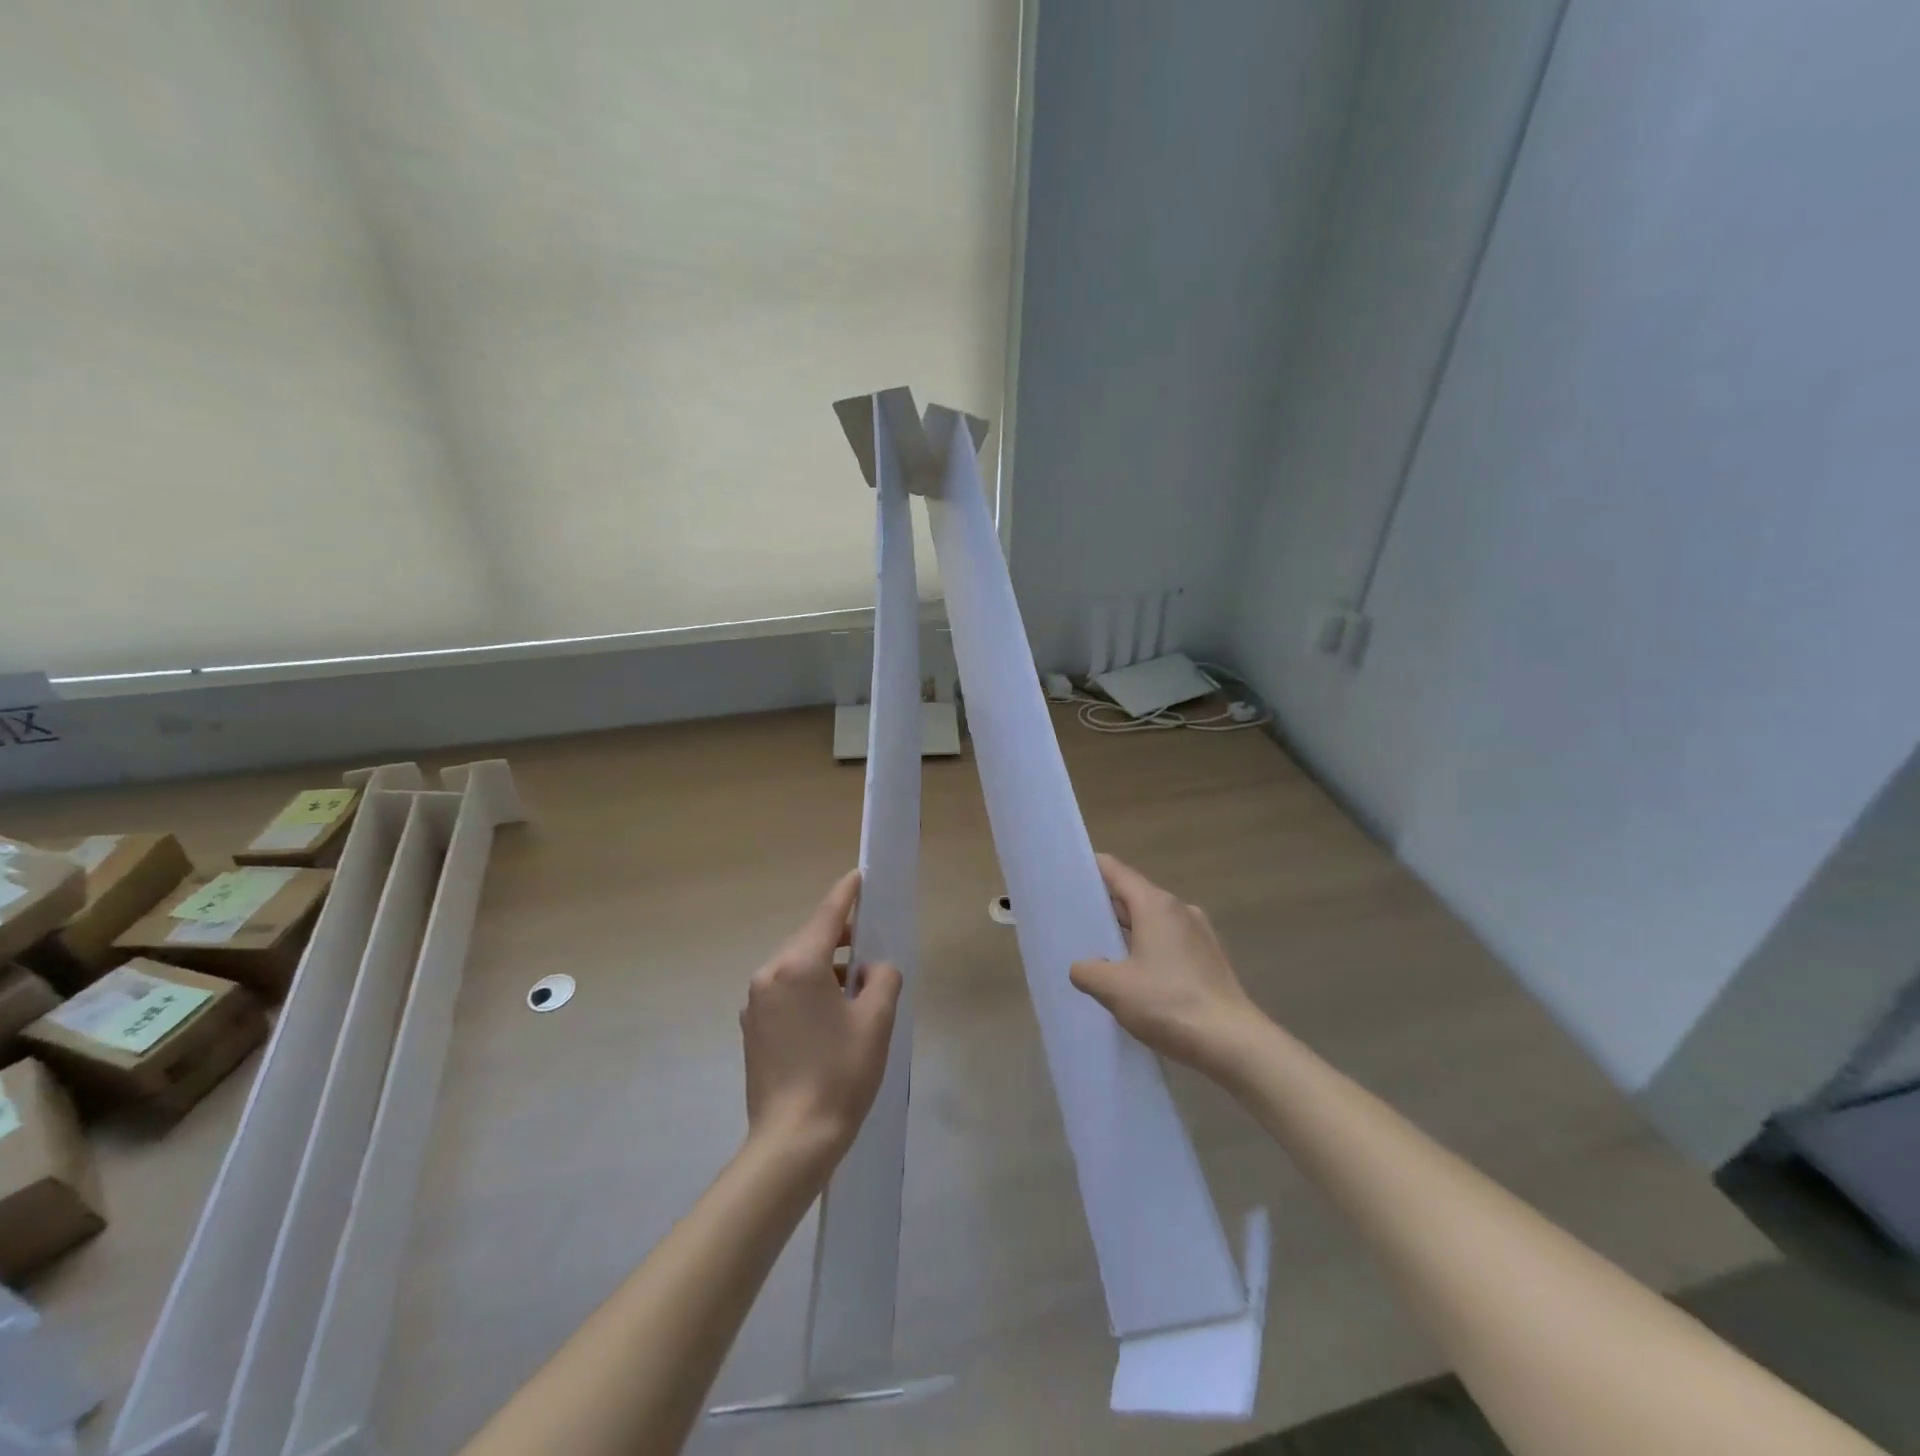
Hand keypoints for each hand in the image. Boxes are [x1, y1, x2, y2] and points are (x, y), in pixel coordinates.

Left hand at [741, 869, 902, 1165]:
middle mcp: (769, 975)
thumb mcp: (876, 1020)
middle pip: (810, 940)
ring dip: (826, 967)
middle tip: (871, 941)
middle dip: (840, 936)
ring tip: (857, 987)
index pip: (827, 915)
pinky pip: (785, 992)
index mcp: (798, 965)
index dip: (847, 894)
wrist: (792, 1141)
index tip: (859, 876)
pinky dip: (809, 990)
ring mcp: (755, 1003)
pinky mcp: (752, 1029)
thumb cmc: (840, 1074)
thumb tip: (873, 970)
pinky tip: (831, 1015)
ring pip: (797, 968)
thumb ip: (882, 978)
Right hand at [1070, 853, 1264, 1075]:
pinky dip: (1149, 949)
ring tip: (1101, 953)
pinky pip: (1169, 942)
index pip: (1115, 870)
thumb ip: (1087, 971)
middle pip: (1134, 895)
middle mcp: (1179, 909)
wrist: (1232, 1043)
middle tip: (1074, 920)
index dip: (1090, 868)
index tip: (1066, 876)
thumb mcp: (1113, 988)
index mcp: (1155, 905)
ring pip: (1152, 921)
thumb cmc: (1169, 1003)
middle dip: (1105, 906)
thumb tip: (1082, 967)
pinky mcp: (1210, 958)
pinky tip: (1136, 977)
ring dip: (1127, 932)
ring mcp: (1199, 933)